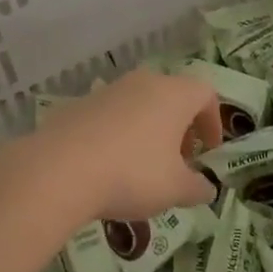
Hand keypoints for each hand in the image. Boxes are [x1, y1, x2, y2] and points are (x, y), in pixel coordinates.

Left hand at [0, 70, 220, 225]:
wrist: (59, 168)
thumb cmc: (132, 173)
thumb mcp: (175, 189)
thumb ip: (197, 188)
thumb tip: (207, 188)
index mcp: (173, 94)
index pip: (205, 94)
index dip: (213, 122)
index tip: (209, 152)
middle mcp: (143, 82)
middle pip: (172, 96)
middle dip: (180, 128)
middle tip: (179, 162)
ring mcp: (109, 90)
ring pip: (140, 104)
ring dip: (149, 130)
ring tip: (144, 167)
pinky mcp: (80, 104)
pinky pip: (112, 115)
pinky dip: (120, 134)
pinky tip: (110, 166)